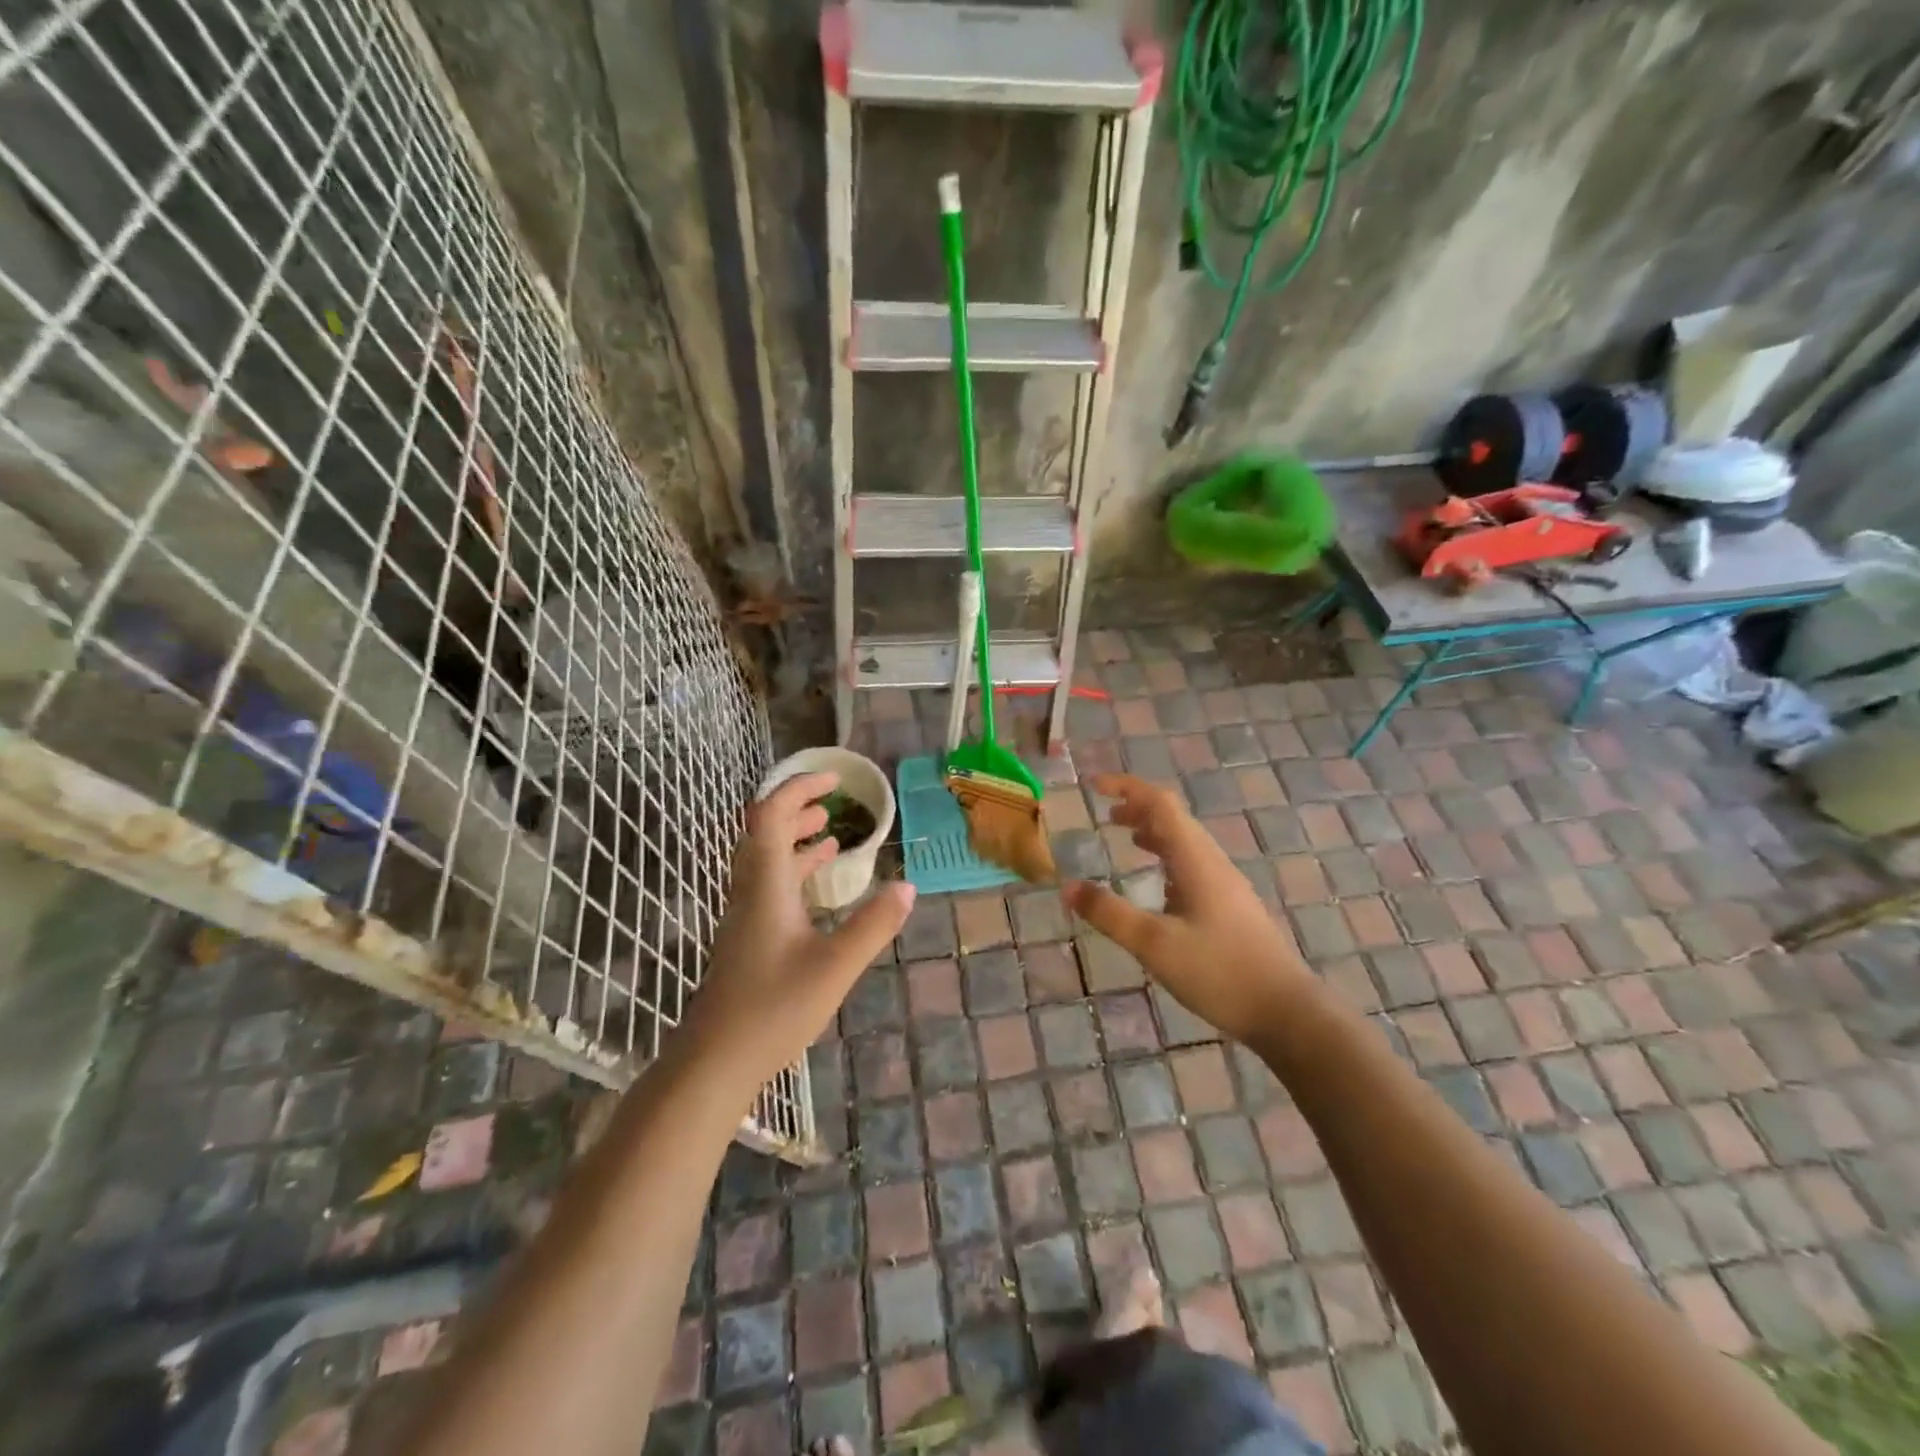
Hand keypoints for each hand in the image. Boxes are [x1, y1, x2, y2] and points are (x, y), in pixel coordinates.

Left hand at [688, 771, 914, 1094]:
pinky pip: (770, 886)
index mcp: (765, 884)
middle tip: (834, 803)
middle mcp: (750, 891)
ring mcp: (745, 916)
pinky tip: (817, 888)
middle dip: (798, 809)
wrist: (715, 1061)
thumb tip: (907, 887)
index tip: (833, 780)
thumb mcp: (835, 966)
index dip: (798, 789)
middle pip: (764, 832)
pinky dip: (794, 872)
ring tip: (829, 834)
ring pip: (766, 861)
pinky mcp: (748, 938)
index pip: (770, 815)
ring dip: (795, 840)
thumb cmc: (774, 1008)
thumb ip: (873, 925)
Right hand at [1063, 773, 1309, 1045]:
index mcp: (1195, 860)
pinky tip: (1160, 887)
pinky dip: (1168, 860)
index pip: (1160, 803)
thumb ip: (1109, 913)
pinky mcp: (1232, 907)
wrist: (1286, 1012)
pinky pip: (1194, 866)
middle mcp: (1212, 863)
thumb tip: (1067, 886)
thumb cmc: (1219, 971)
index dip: (1127, 787)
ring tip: (1127, 840)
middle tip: (1107, 816)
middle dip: (1139, 809)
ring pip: (1186, 843)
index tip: (1094, 785)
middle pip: (1174, 819)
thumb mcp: (1154, 944)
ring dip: (1155, 833)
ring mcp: (1227, 885)